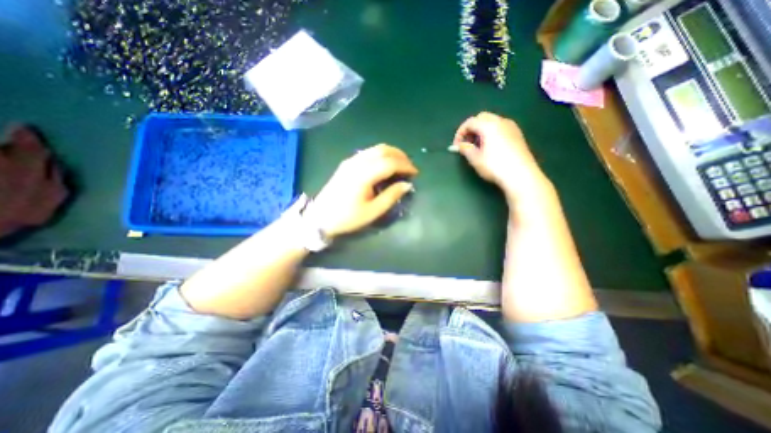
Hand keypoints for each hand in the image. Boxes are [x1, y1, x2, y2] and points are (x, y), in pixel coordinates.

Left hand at [304, 145, 419, 240]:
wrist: (320, 217)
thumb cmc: (347, 218)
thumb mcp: (373, 211)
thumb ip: (391, 196)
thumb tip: (407, 185)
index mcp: (364, 175)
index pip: (390, 162)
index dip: (405, 166)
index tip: (415, 173)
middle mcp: (357, 162)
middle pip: (383, 150)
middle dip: (400, 156)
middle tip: (410, 167)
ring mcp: (350, 161)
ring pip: (375, 149)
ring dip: (391, 153)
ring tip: (401, 164)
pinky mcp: (346, 163)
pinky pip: (368, 152)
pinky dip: (381, 155)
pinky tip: (385, 165)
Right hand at [453, 110, 550, 200]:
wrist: (521, 175)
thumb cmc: (495, 166)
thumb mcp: (475, 159)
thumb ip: (465, 149)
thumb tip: (459, 146)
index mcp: (489, 125)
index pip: (470, 122)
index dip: (460, 133)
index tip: (457, 146)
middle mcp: (501, 121)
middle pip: (481, 117)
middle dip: (471, 129)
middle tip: (466, 144)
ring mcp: (512, 127)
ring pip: (492, 121)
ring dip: (481, 130)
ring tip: (477, 146)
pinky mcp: (518, 134)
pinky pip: (500, 127)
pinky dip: (491, 132)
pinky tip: (490, 147)